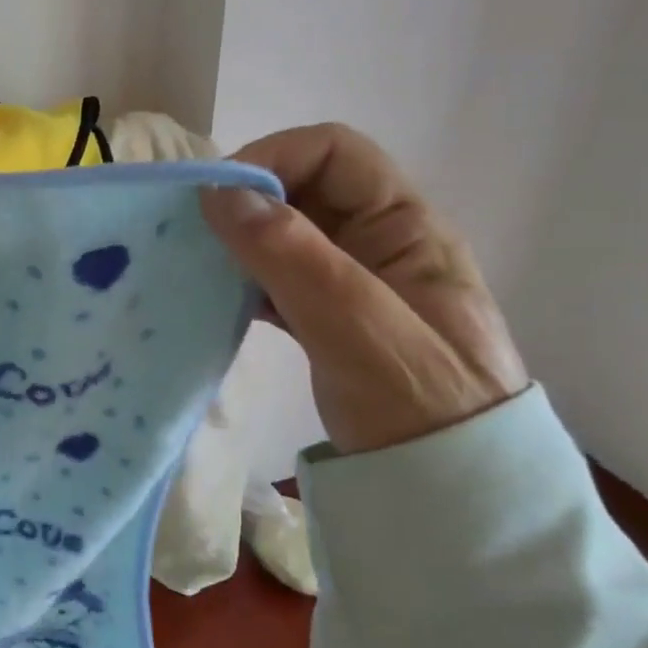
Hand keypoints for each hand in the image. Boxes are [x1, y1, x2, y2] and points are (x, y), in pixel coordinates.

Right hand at [200, 124, 526, 452]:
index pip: (336, 153)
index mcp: (407, 227)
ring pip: (285, 235)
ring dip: (239, 240)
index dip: (274, 158)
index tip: (216, 197)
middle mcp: (379, 243)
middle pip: (304, 189)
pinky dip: (244, 279)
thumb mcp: (359, 327)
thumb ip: (293, 257)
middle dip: (246, 199)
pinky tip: (216, 298)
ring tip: (195, 263)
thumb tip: (220, 193)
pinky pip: (278, 278)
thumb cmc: (421, 406)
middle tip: (193, 232)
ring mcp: (353, 283)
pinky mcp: (329, 319)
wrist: (455, 494)